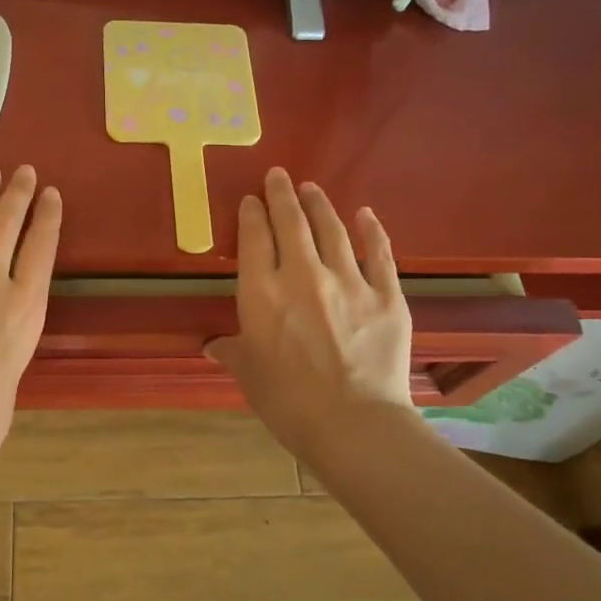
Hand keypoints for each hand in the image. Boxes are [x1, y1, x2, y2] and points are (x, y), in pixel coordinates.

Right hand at [207, 167, 413, 457]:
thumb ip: (232, 351)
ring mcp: (348, 282)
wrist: (353, 425)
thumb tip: (213, 345)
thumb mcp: (248, 375)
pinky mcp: (386, 296)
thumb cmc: (288, 402)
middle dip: (282, 195)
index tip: (251, 200)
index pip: (254, 238)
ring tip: (312, 188)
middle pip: (291, 223)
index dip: (252, 214)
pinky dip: (371, 231)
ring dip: (320, 204)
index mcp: (262, 293)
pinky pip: (379, 254)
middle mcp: (302, 275)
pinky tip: (365, 214)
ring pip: (332, 230)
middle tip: (279, 175)